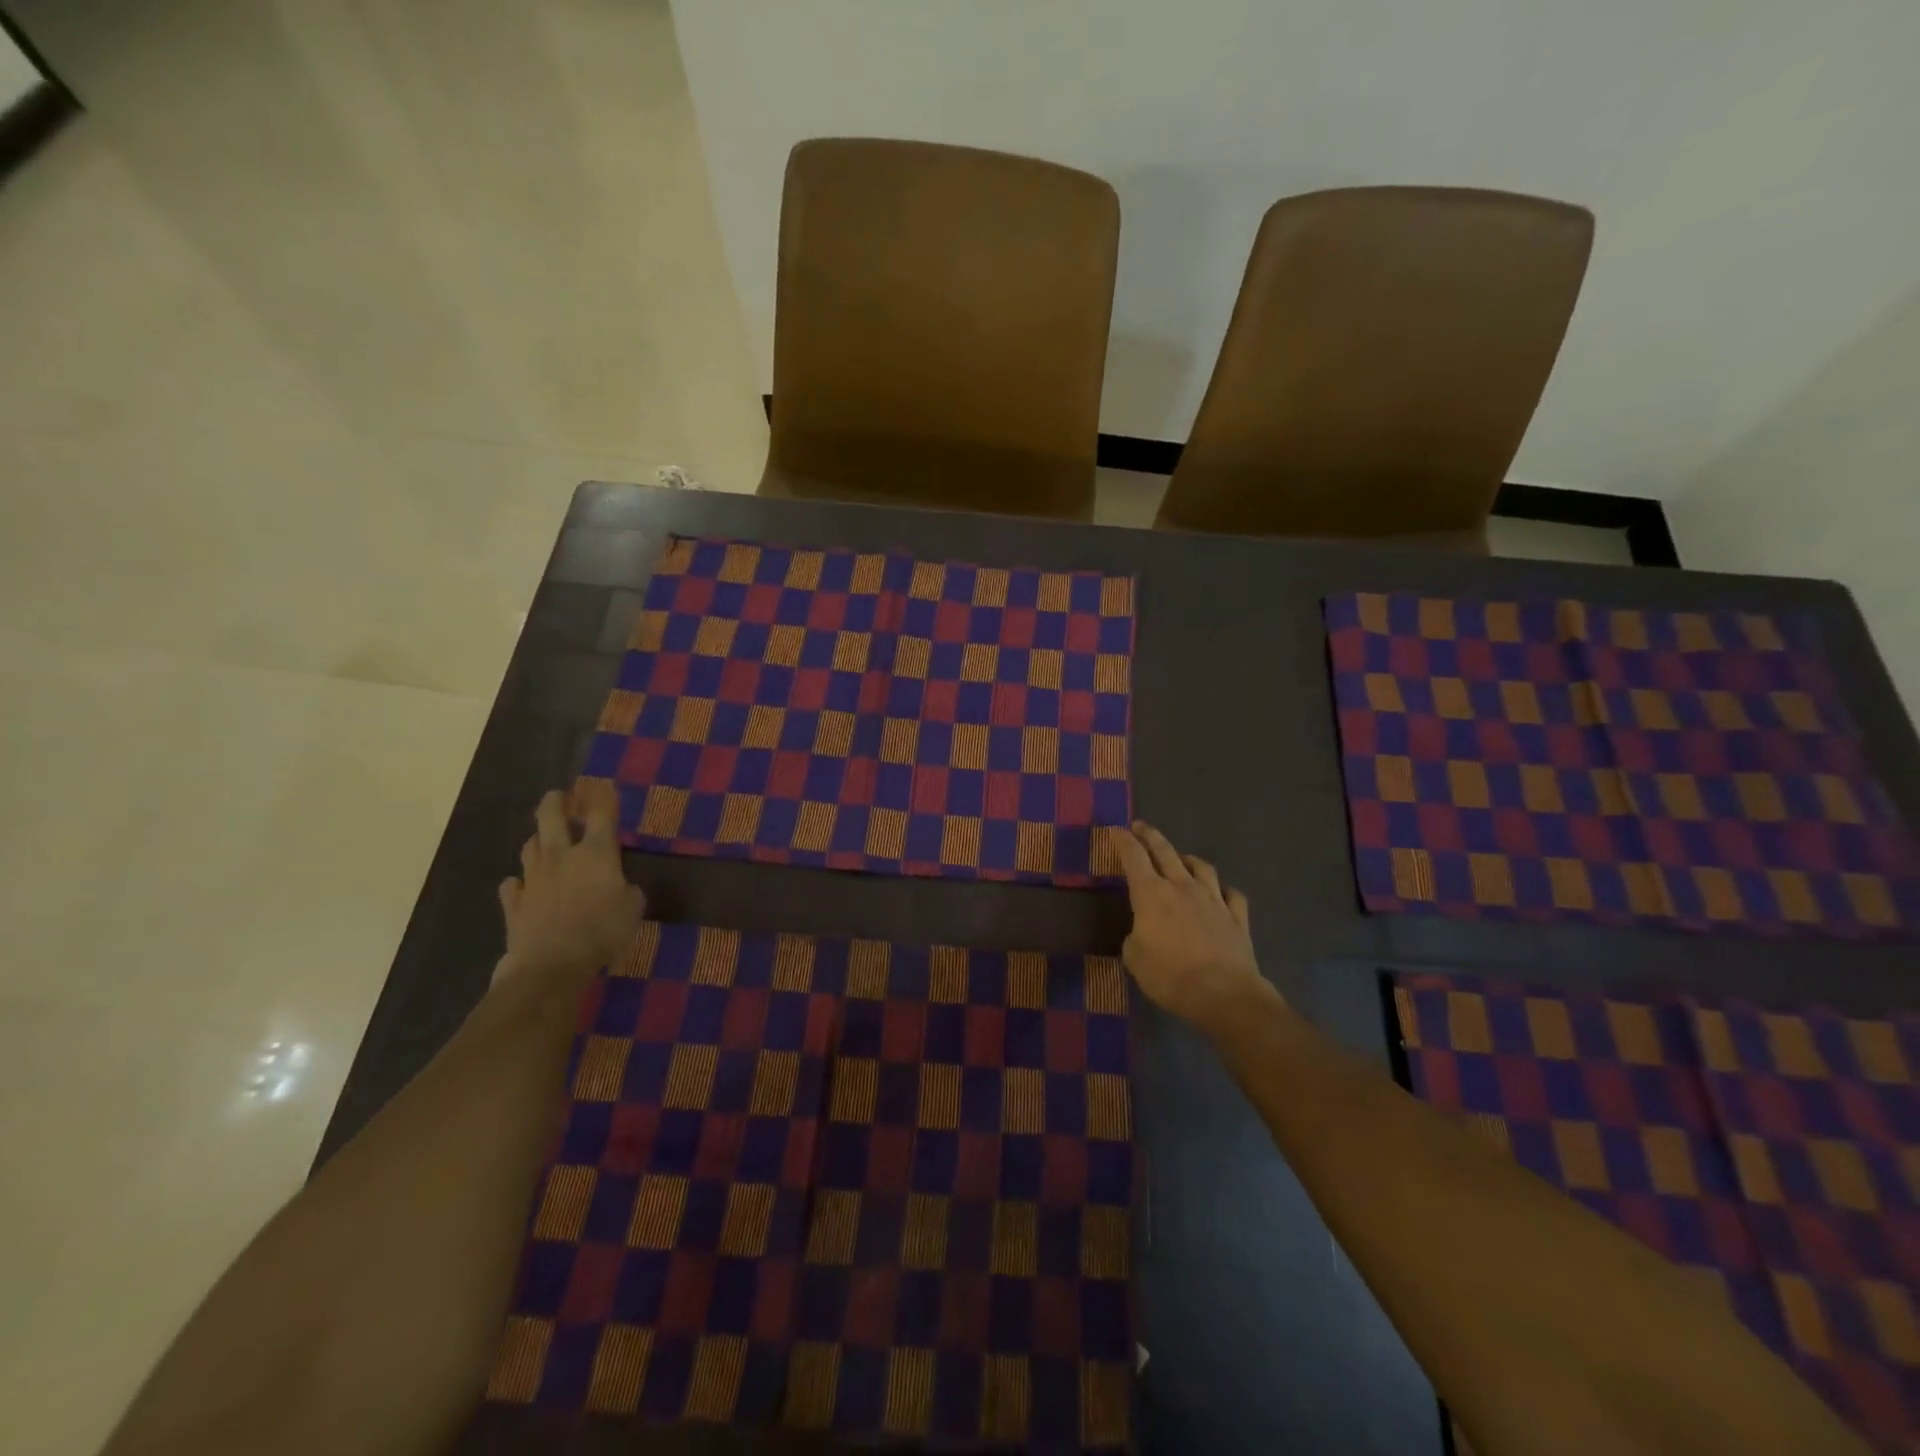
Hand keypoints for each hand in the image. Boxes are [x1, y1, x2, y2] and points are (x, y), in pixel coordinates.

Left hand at [495, 790, 645, 981]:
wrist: (550, 965)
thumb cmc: (602, 931)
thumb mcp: (634, 909)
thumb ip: (628, 891)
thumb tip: (622, 887)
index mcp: (597, 854)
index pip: (602, 814)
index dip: (604, 797)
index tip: (605, 785)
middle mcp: (562, 856)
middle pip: (552, 817)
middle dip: (557, 802)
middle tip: (561, 796)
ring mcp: (534, 878)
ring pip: (530, 846)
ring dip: (539, 839)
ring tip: (545, 840)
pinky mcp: (515, 903)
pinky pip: (514, 885)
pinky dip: (520, 882)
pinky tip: (524, 885)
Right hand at [1112, 821, 1277, 1033]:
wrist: (1223, 994)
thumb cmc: (1170, 976)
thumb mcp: (1135, 959)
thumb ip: (1134, 939)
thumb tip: (1141, 933)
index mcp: (1151, 894)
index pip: (1133, 857)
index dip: (1123, 841)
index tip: (1116, 830)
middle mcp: (1182, 887)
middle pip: (1165, 852)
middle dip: (1151, 836)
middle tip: (1141, 826)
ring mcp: (1213, 899)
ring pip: (1201, 867)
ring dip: (1188, 859)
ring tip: (1182, 858)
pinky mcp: (1236, 917)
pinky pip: (1231, 894)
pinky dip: (1222, 890)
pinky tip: (1219, 893)